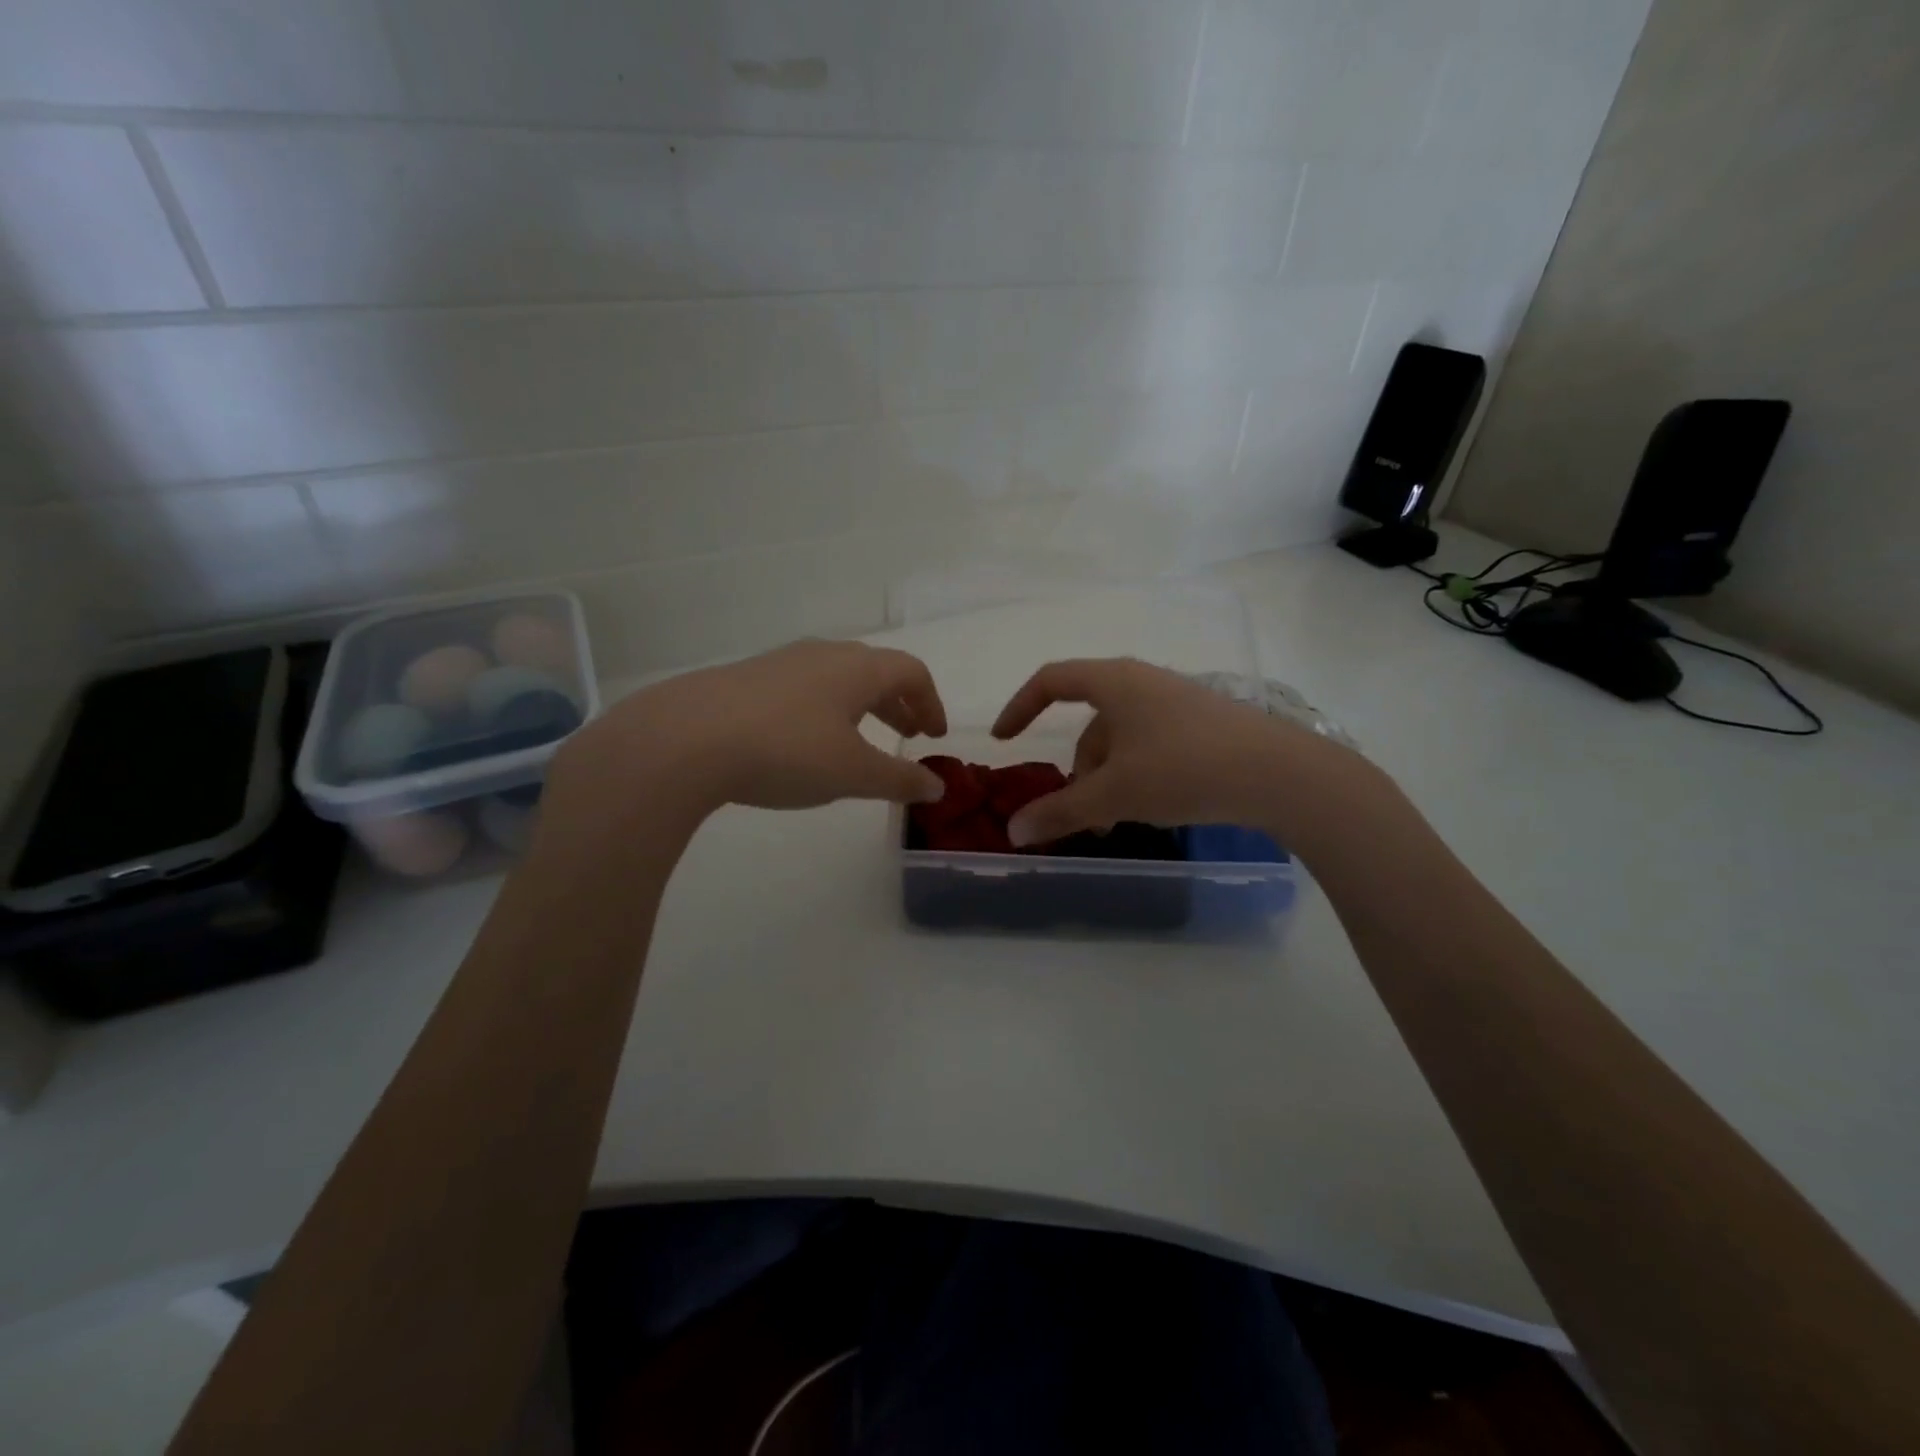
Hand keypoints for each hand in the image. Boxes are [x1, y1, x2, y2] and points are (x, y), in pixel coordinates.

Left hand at [545, 641, 948, 836]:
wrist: (684, 739)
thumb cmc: (786, 750)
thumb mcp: (852, 773)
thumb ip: (899, 779)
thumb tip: (938, 786)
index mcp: (857, 668)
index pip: (911, 672)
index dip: (931, 702)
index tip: (935, 736)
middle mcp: (822, 654)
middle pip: (875, 670)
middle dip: (898, 703)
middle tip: (908, 735)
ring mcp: (780, 663)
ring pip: (836, 677)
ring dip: (861, 706)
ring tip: (860, 740)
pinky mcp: (746, 679)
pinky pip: (803, 687)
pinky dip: (824, 709)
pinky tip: (805, 741)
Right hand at [991, 657, 1355, 846]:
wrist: (1280, 774)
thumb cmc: (1183, 769)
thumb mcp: (1114, 794)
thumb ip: (1060, 811)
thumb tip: (1013, 832)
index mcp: (1115, 682)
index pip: (1051, 681)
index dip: (1020, 707)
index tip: (1004, 740)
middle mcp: (1144, 682)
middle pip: (1090, 720)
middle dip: (1077, 769)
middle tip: (1079, 813)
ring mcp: (1178, 702)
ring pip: (1122, 738)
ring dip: (1108, 778)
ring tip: (1116, 822)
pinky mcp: (1205, 724)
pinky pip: (1152, 744)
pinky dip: (1137, 774)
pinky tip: (1153, 808)